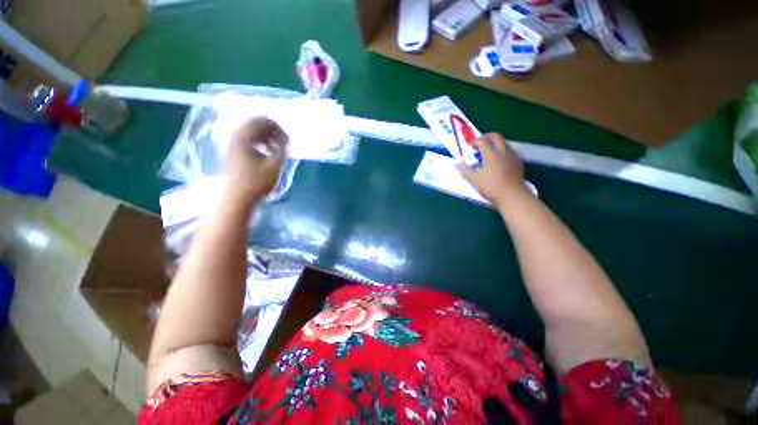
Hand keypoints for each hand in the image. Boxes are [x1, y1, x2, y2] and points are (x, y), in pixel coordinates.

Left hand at [224, 117, 287, 202]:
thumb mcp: (275, 165)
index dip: (279, 129)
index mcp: (244, 136)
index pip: (264, 121)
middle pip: (256, 123)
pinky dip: (257, 141)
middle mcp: (234, 135)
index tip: (288, 142)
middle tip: (283, 144)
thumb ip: (282, 149)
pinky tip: (264, 153)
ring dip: (265, 136)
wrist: (237, 198)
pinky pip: (245, 137)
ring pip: (250, 130)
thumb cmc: (257, 182)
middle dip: (272, 131)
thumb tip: (286, 138)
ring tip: (275, 149)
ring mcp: (230, 142)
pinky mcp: (229, 150)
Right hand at [457, 133, 526, 206]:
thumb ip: (465, 170)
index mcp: (491, 155)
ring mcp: (512, 155)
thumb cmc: (491, 188)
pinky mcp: (518, 161)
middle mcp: (502, 151)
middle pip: (496, 136)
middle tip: (480, 142)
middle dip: (487, 136)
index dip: (474, 141)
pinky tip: (500, 160)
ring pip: (504, 142)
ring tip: (489, 151)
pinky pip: (510, 151)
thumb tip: (456, 164)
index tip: (469, 145)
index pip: (482, 141)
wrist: (512, 195)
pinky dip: (503, 150)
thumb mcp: (475, 180)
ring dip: (495, 143)